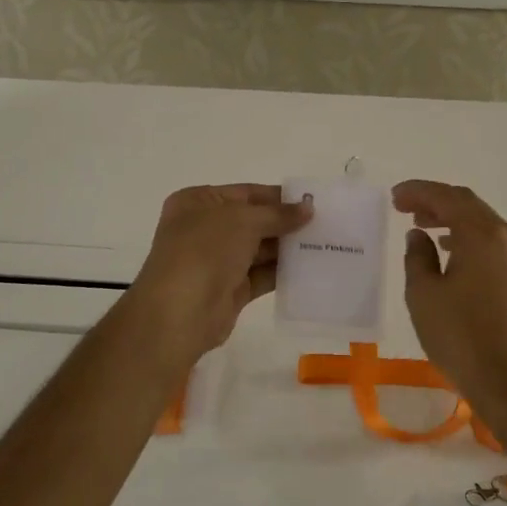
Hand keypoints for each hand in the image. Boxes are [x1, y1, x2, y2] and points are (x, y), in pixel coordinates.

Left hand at [124, 184, 311, 361]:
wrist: (179, 312)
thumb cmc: (204, 251)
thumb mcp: (242, 220)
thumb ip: (278, 214)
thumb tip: (308, 208)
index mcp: (198, 202)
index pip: (246, 193)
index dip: (278, 196)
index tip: (313, 201)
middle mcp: (205, 228)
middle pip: (254, 221)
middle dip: (286, 222)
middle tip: (327, 224)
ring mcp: (216, 261)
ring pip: (259, 249)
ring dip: (288, 247)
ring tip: (326, 244)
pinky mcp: (230, 289)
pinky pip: (261, 275)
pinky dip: (283, 271)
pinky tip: (311, 268)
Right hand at [393, 180, 506, 399]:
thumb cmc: (460, 336)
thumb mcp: (423, 294)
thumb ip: (417, 256)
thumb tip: (420, 236)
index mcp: (483, 234)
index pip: (448, 198)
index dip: (419, 192)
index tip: (395, 197)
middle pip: (470, 206)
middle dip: (436, 202)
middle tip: (405, 208)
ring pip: (485, 225)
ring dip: (454, 221)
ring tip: (425, 228)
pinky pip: (496, 244)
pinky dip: (471, 239)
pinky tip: (454, 254)